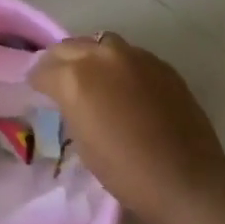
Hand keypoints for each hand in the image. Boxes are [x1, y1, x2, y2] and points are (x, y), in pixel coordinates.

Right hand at [31, 33, 224, 223]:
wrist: (186, 180)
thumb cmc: (126, 172)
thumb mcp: (82, 142)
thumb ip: (71, 106)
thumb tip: (70, 97)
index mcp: (75, 77)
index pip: (44, 69)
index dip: (37, 81)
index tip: (37, 90)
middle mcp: (101, 56)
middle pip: (69, 47)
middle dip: (60, 62)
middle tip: (58, 80)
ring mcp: (134, 55)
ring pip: (100, 43)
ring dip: (90, 56)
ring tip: (92, 76)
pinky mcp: (159, 63)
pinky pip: (129, 55)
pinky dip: (119, 64)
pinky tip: (124, 85)